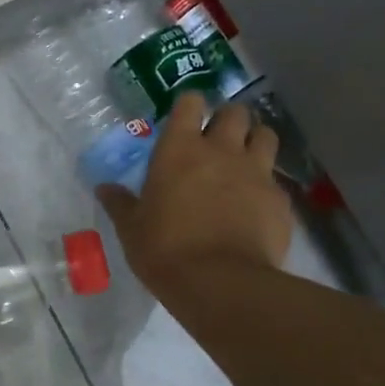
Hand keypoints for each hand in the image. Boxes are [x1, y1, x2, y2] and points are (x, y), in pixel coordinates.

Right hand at [96, 94, 292, 295]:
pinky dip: (266, 187)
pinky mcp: (280, 200)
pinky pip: (276, 181)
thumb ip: (120, 203)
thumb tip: (104, 188)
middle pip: (236, 112)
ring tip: (244, 161)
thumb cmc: (165, 249)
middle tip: (217, 139)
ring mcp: (256, 172)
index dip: (190, 106)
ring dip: (255, 142)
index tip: (185, 120)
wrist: (220, 283)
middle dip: (228, 120)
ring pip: (266, 136)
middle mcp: (222, 150)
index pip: (191, 102)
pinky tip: (256, 207)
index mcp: (180, 149)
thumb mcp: (131, 228)